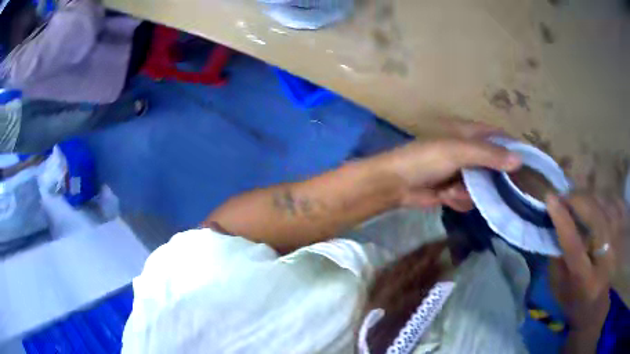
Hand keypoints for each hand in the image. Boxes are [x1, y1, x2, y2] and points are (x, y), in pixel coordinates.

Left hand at [374, 122, 520, 210]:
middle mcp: (470, 152)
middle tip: (500, 190)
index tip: (528, 167)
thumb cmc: (426, 159)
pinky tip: (446, 197)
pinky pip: (469, 199)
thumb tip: (519, 160)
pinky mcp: (455, 190)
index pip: (500, 139)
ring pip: (483, 187)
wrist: (397, 183)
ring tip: (452, 190)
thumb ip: (489, 155)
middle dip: (494, 181)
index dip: (514, 150)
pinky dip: (458, 200)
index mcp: (470, 134)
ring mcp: (463, 173)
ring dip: (469, 192)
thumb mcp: (459, 151)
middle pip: (495, 166)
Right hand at [547, 193, 627, 331]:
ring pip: (604, 205)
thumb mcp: (559, 290)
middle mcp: (603, 258)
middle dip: (577, 200)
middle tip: (563, 197)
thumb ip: (556, 261)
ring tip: (575, 200)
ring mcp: (614, 243)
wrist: (596, 307)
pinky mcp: (619, 234)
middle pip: (594, 216)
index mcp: (584, 279)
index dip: (562, 219)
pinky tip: (590, 203)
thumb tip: (552, 229)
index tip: (550, 198)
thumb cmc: (574, 301)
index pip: (573, 244)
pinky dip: (598, 200)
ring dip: (587, 198)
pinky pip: (611, 205)